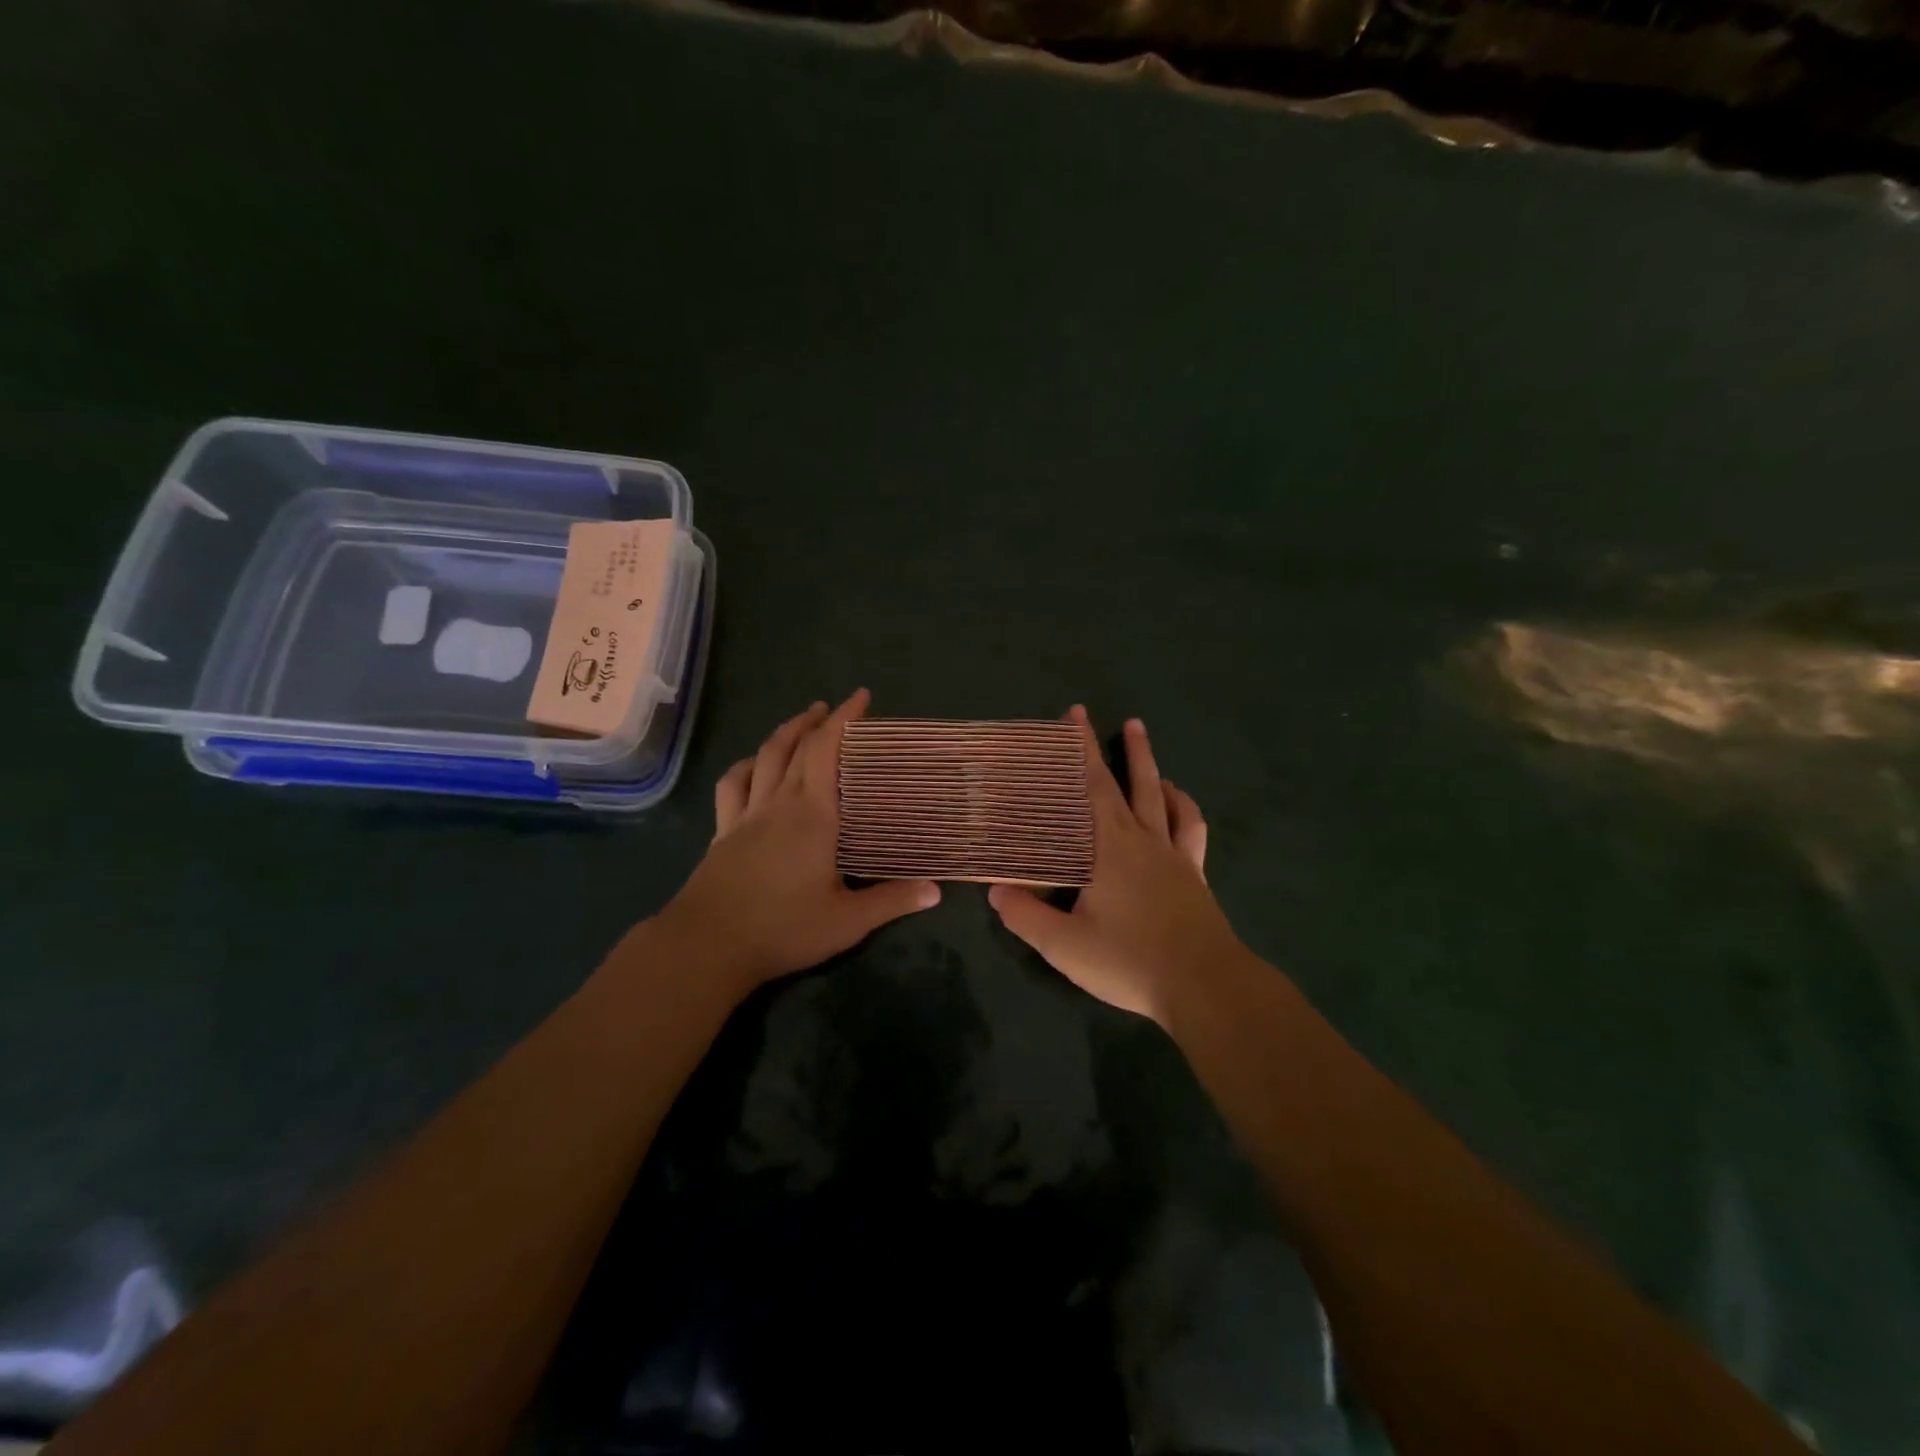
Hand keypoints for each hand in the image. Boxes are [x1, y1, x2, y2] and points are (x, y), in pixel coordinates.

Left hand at [656, 689, 940, 994]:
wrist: (708, 945)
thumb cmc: (784, 928)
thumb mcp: (847, 921)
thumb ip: (892, 901)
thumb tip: (937, 890)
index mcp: (813, 815)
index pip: (827, 751)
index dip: (844, 719)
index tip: (861, 697)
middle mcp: (779, 803)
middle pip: (796, 747)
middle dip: (817, 721)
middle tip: (836, 708)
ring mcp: (746, 815)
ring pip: (763, 758)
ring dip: (783, 734)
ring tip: (799, 723)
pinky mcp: (724, 832)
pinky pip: (733, 786)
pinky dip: (746, 766)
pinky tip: (752, 766)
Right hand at [988, 707, 1242, 1026]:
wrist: (1205, 986)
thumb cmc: (1130, 961)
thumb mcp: (1065, 946)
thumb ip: (1027, 917)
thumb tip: (995, 889)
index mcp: (1109, 849)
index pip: (1092, 788)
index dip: (1080, 751)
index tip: (1073, 716)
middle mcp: (1143, 840)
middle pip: (1126, 782)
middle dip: (1109, 746)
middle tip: (1091, 715)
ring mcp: (1174, 855)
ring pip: (1162, 796)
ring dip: (1149, 765)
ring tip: (1139, 740)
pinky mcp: (1194, 874)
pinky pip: (1189, 829)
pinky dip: (1182, 806)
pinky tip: (1175, 801)